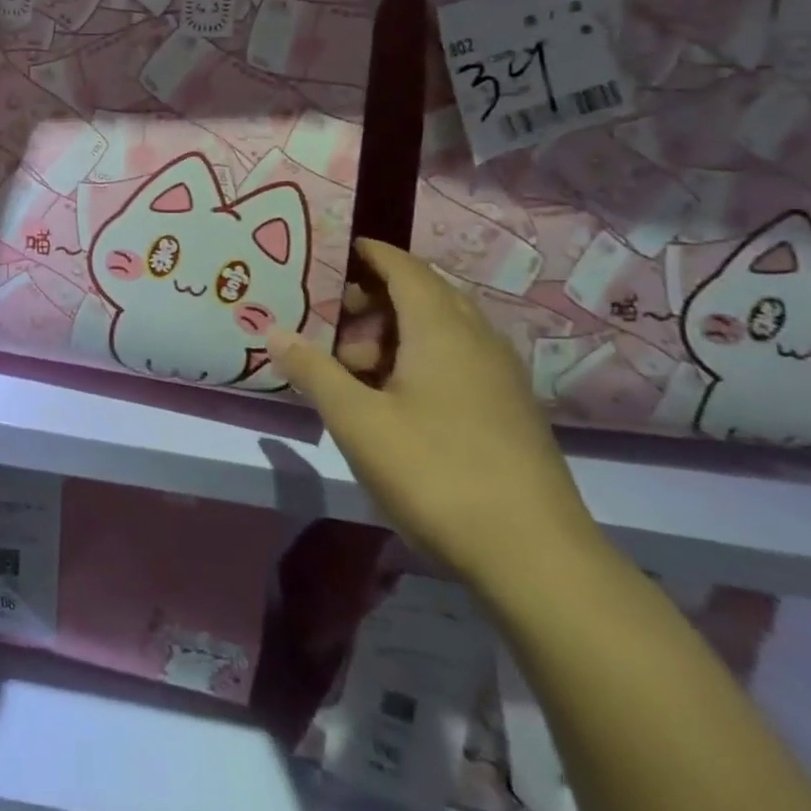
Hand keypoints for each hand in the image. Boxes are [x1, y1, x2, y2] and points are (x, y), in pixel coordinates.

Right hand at [268, 239, 601, 593]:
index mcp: (441, 329)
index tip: (333, 251)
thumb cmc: (436, 472)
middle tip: (331, 323)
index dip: (369, 253)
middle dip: (373, 299)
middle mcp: (477, 341)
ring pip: (440, 331)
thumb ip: (313, 369)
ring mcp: (500, 378)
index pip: (404, 267)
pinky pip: (457, 360)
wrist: (537, 559)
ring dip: (394, 335)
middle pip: (422, 295)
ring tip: (355, 371)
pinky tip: (394, 400)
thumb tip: (273, 330)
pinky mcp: (510, 412)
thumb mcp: (357, 420)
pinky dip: (419, 360)